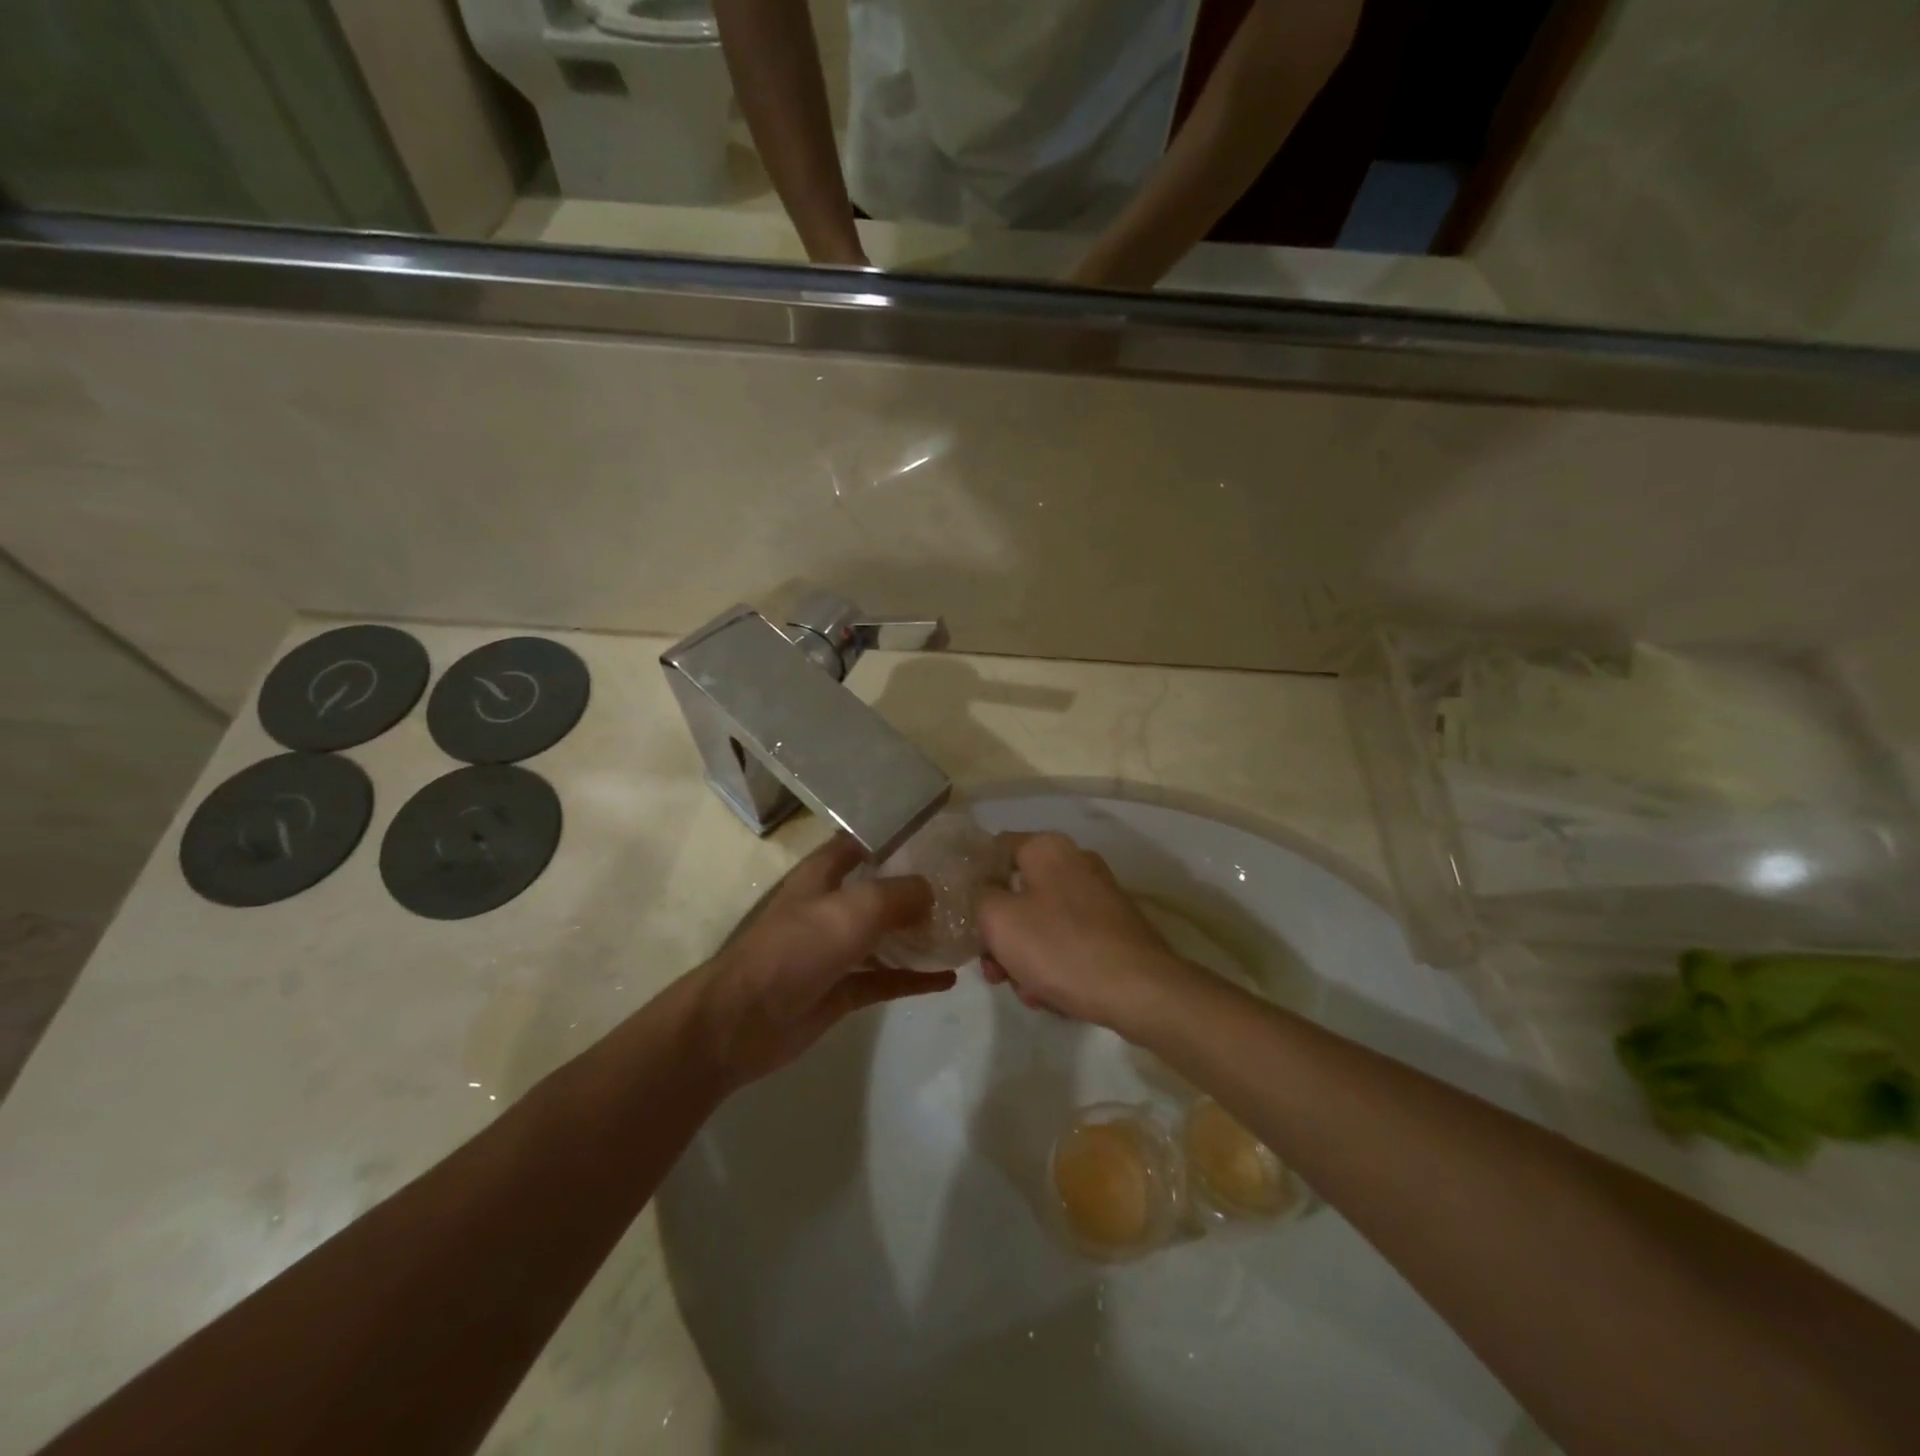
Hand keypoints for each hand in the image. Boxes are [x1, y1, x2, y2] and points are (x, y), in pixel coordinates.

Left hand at [691, 834, 950, 1089]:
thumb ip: (899, 894)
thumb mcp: (854, 908)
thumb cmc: (797, 948)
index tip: (935, 836)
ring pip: (884, 936)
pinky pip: (885, 979)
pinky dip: (914, 979)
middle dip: (915, 887)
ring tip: (961, 930)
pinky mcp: (840, 990)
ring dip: (918, 934)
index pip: (860, 842)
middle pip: (878, 890)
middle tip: (962, 886)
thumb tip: (931, 892)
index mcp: (823, 875)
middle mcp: (830, 906)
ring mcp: (835, 950)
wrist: (743, 1020)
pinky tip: (948, 979)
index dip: (893, 836)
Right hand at [977, 832, 1200, 1034]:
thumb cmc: (1060, 947)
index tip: (963, 914)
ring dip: (1024, 956)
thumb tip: (983, 889)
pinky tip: (1050, 996)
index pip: (996, 849)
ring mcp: (1098, 896)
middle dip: (999, 933)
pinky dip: (1054, 964)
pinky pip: (1068, 940)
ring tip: (1025, 991)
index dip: (974, 880)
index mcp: (1047, 849)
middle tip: (993, 969)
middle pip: (1018, 892)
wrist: (1140, 990)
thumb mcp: (999, 920)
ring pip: (1042, 921)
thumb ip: (978, 896)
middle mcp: (1075, 863)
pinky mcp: (1114, 928)